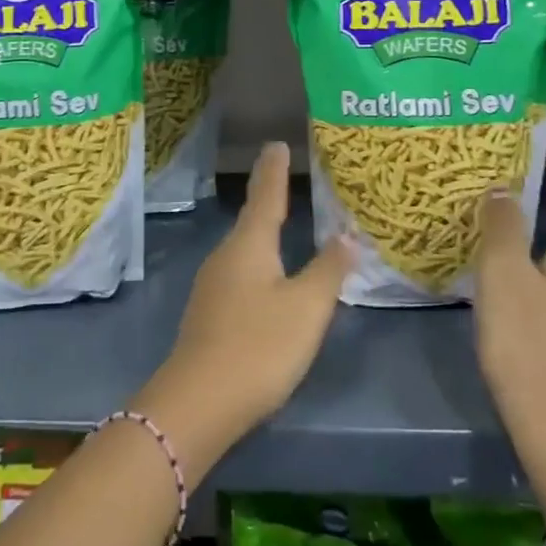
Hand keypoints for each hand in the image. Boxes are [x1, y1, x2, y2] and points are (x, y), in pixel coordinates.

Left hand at [134, 142, 347, 481]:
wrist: (199, 402)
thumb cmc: (259, 345)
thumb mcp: (306, 308)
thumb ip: (328, 270)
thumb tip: (347, 235)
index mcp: (250, 244)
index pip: (266, 195)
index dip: (274, 170)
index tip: (276, 143)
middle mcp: (226, 255)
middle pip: (251, 219)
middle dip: (268, 198)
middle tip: (284, 177)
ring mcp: (212, 285)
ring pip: (243, 248)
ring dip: (262, 231)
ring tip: (281, 224)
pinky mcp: (208, 313)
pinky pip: (238, 273)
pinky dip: (256, 262)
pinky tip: (266, 278)